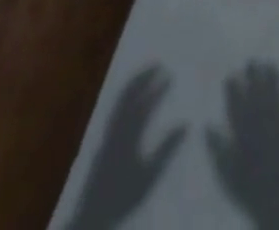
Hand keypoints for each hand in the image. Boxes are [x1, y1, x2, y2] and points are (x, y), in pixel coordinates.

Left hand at [64, 66, 186, 229]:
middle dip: (142, 77)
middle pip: (128, 95)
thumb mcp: (149, 176)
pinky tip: (131, 98)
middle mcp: (116, 128)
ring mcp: (107, 133)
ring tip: (145, 74)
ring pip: (119, 100)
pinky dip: (124, 96)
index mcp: (128, 135)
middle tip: (157, 64)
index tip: (170, 75)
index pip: (144, 104)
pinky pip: (114, 109)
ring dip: (133, 83)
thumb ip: (166, 149)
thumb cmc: (123, 197)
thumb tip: (186, 123)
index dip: (157, 88)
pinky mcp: (103, 140)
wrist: (92, 216)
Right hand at [206, 61, 278, 229]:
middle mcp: (263, 125)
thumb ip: (217, 150)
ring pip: (276, 96)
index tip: (231, 75)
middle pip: (257, 95)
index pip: (237, 106)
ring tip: (271, 64)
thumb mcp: (228, 176)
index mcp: (245, 135)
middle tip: (252, 61)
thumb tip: (206, 126)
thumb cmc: (250, 194)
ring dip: (274, 79)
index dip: (233, 89)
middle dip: (254, 76)